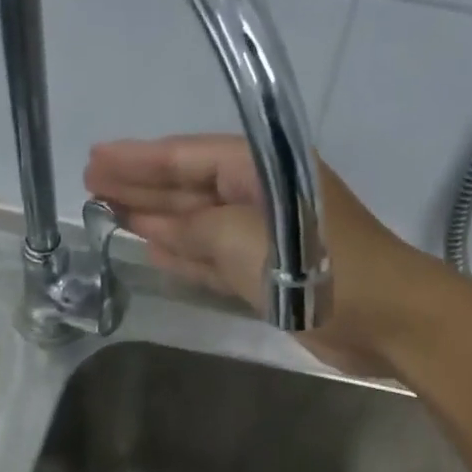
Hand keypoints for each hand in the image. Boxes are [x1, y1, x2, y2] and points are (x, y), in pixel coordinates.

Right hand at [83, 134, 438, 376]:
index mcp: (260, 168)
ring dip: (158, 221)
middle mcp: (260, 197)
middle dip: (142, 187)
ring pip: (199, 225)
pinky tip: (154, 253)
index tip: (95, 160)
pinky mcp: (268, 277)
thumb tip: (158, 228)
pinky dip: (186, 258)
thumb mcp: (241, 236)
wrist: (381, 317)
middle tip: (91, 186)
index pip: (188, 155)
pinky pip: (215, 260)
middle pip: (190, 187)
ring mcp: (264, 239)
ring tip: (111, 216)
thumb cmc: (315, 264)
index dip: (139, 160)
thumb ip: (195, 228)